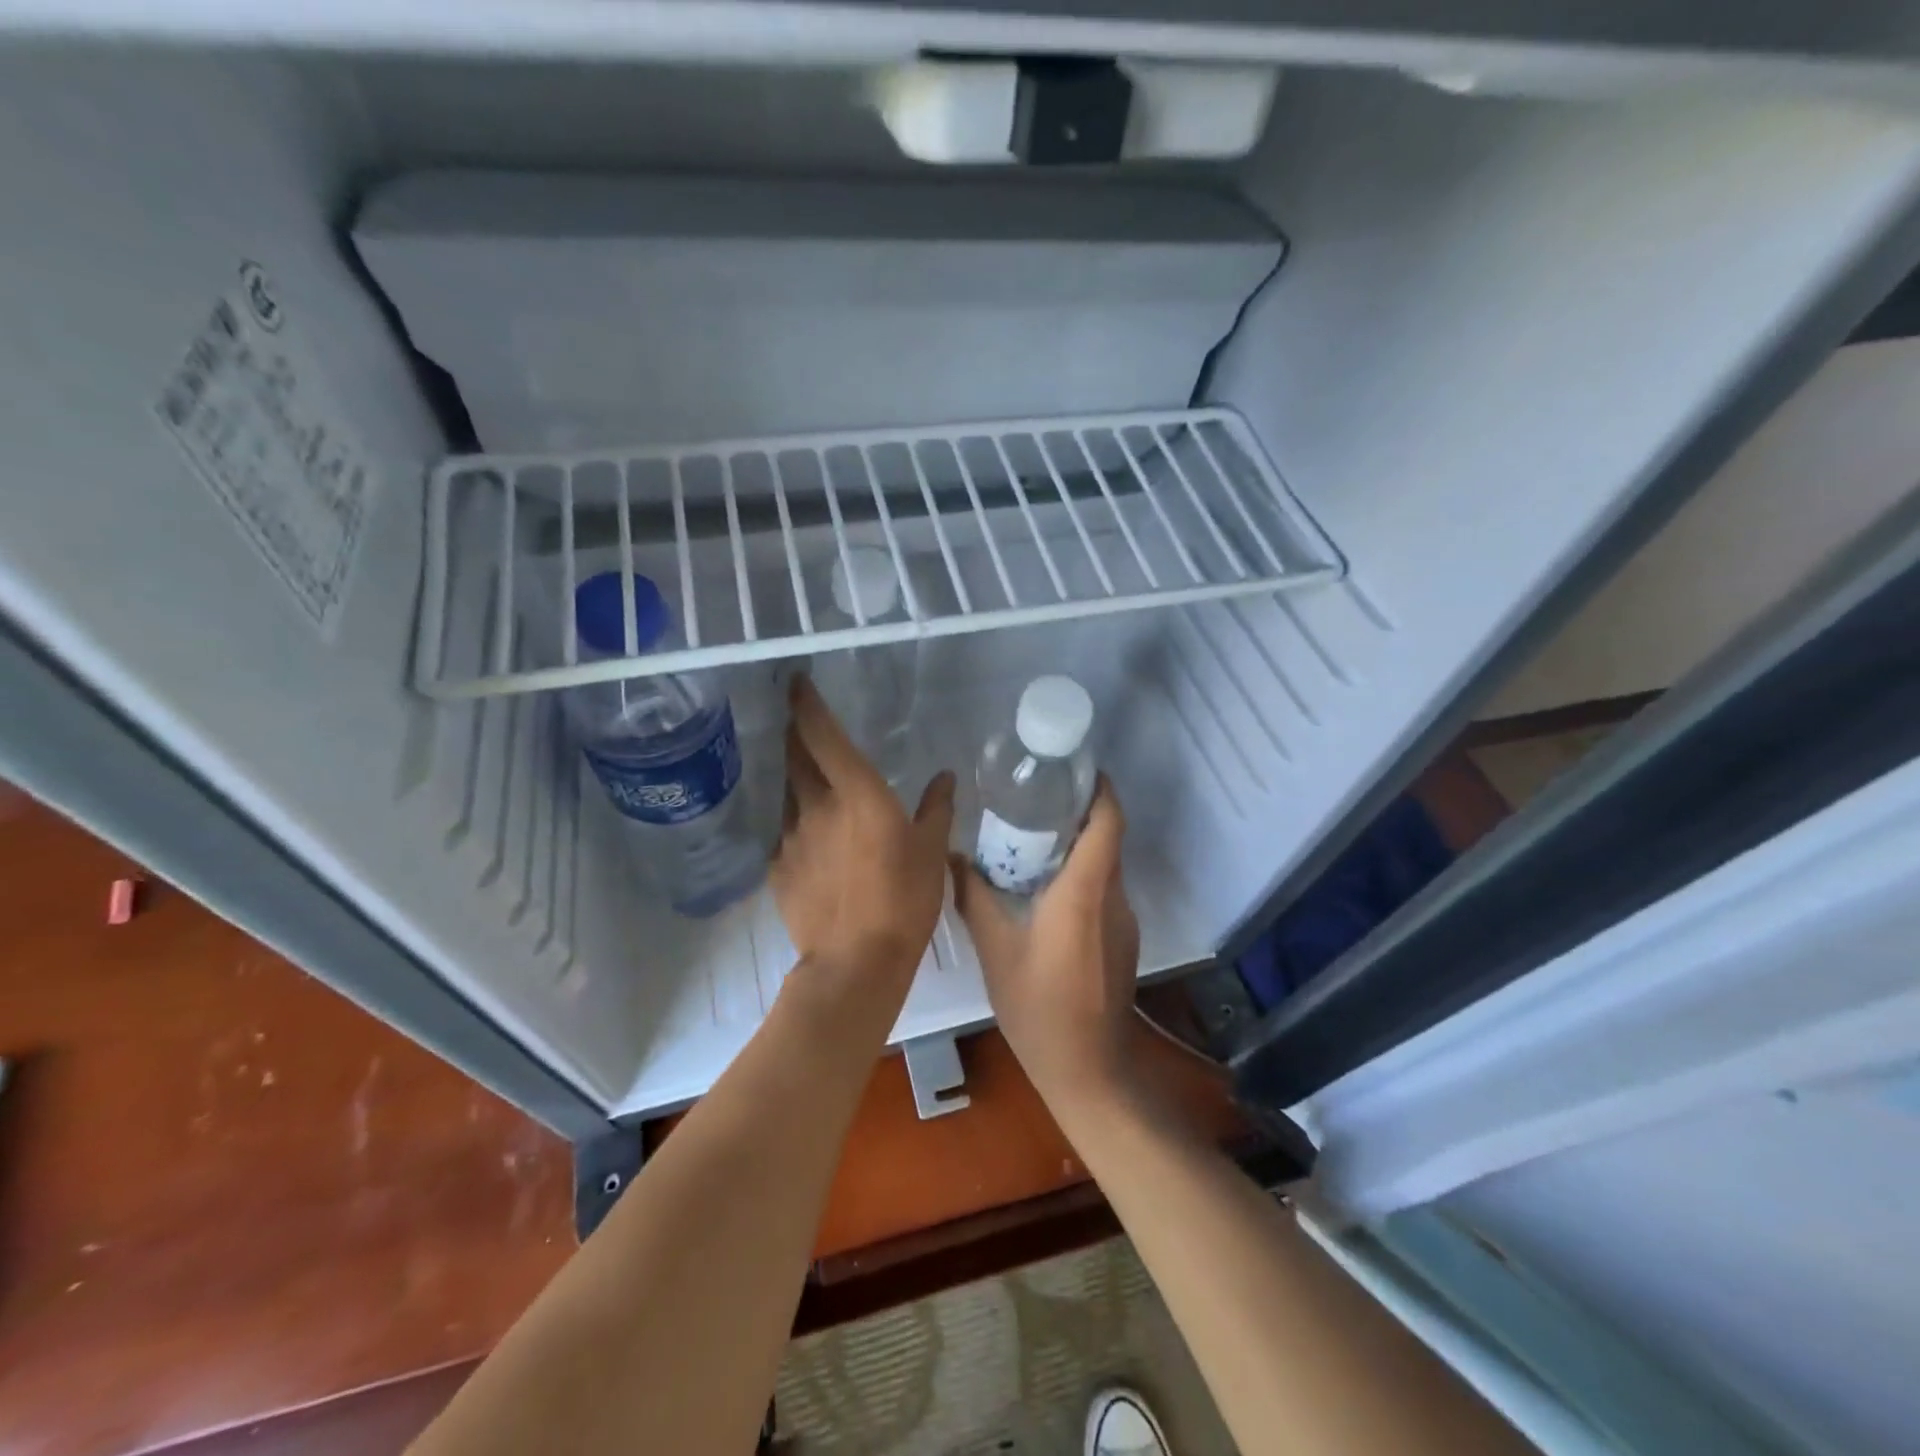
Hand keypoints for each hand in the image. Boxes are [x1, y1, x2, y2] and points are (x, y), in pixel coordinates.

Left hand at [772, 676, 954, 1015]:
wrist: (856, 962)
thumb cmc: (904, 899)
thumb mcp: (932, 851)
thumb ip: (936, 809)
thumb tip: (944, 778)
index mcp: (856, 792)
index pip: (821, 733)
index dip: (806, 703)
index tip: (796, 682)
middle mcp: (815, 805)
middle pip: (795, 756)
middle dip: (795, 734)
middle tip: (800, 723)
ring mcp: (791, 837)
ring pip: (788, 793)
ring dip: (796, 778)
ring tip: (809, 779)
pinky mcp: (778, 868)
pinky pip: (786, 832)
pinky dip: (798, 823)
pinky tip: (812, 838)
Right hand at [952, 777, 1140, 1110]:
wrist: (1089, 1071)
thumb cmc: (1039, 1008)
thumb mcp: (996, 951)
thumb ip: (975, 898)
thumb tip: (953, 858)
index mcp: (1084, 892)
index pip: (1107, 823)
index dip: (1099, 790)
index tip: (1076, 769)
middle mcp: (1113, 898)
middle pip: (1107, 840)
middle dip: (1080, 813)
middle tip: (1038, 798)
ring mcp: (1123, 921)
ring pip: (1106, 866)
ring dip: (1079, 846)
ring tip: (1034, 838)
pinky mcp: (1123, 941)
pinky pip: (1104, 892)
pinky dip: (1081, 876)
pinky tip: (1045, 889)